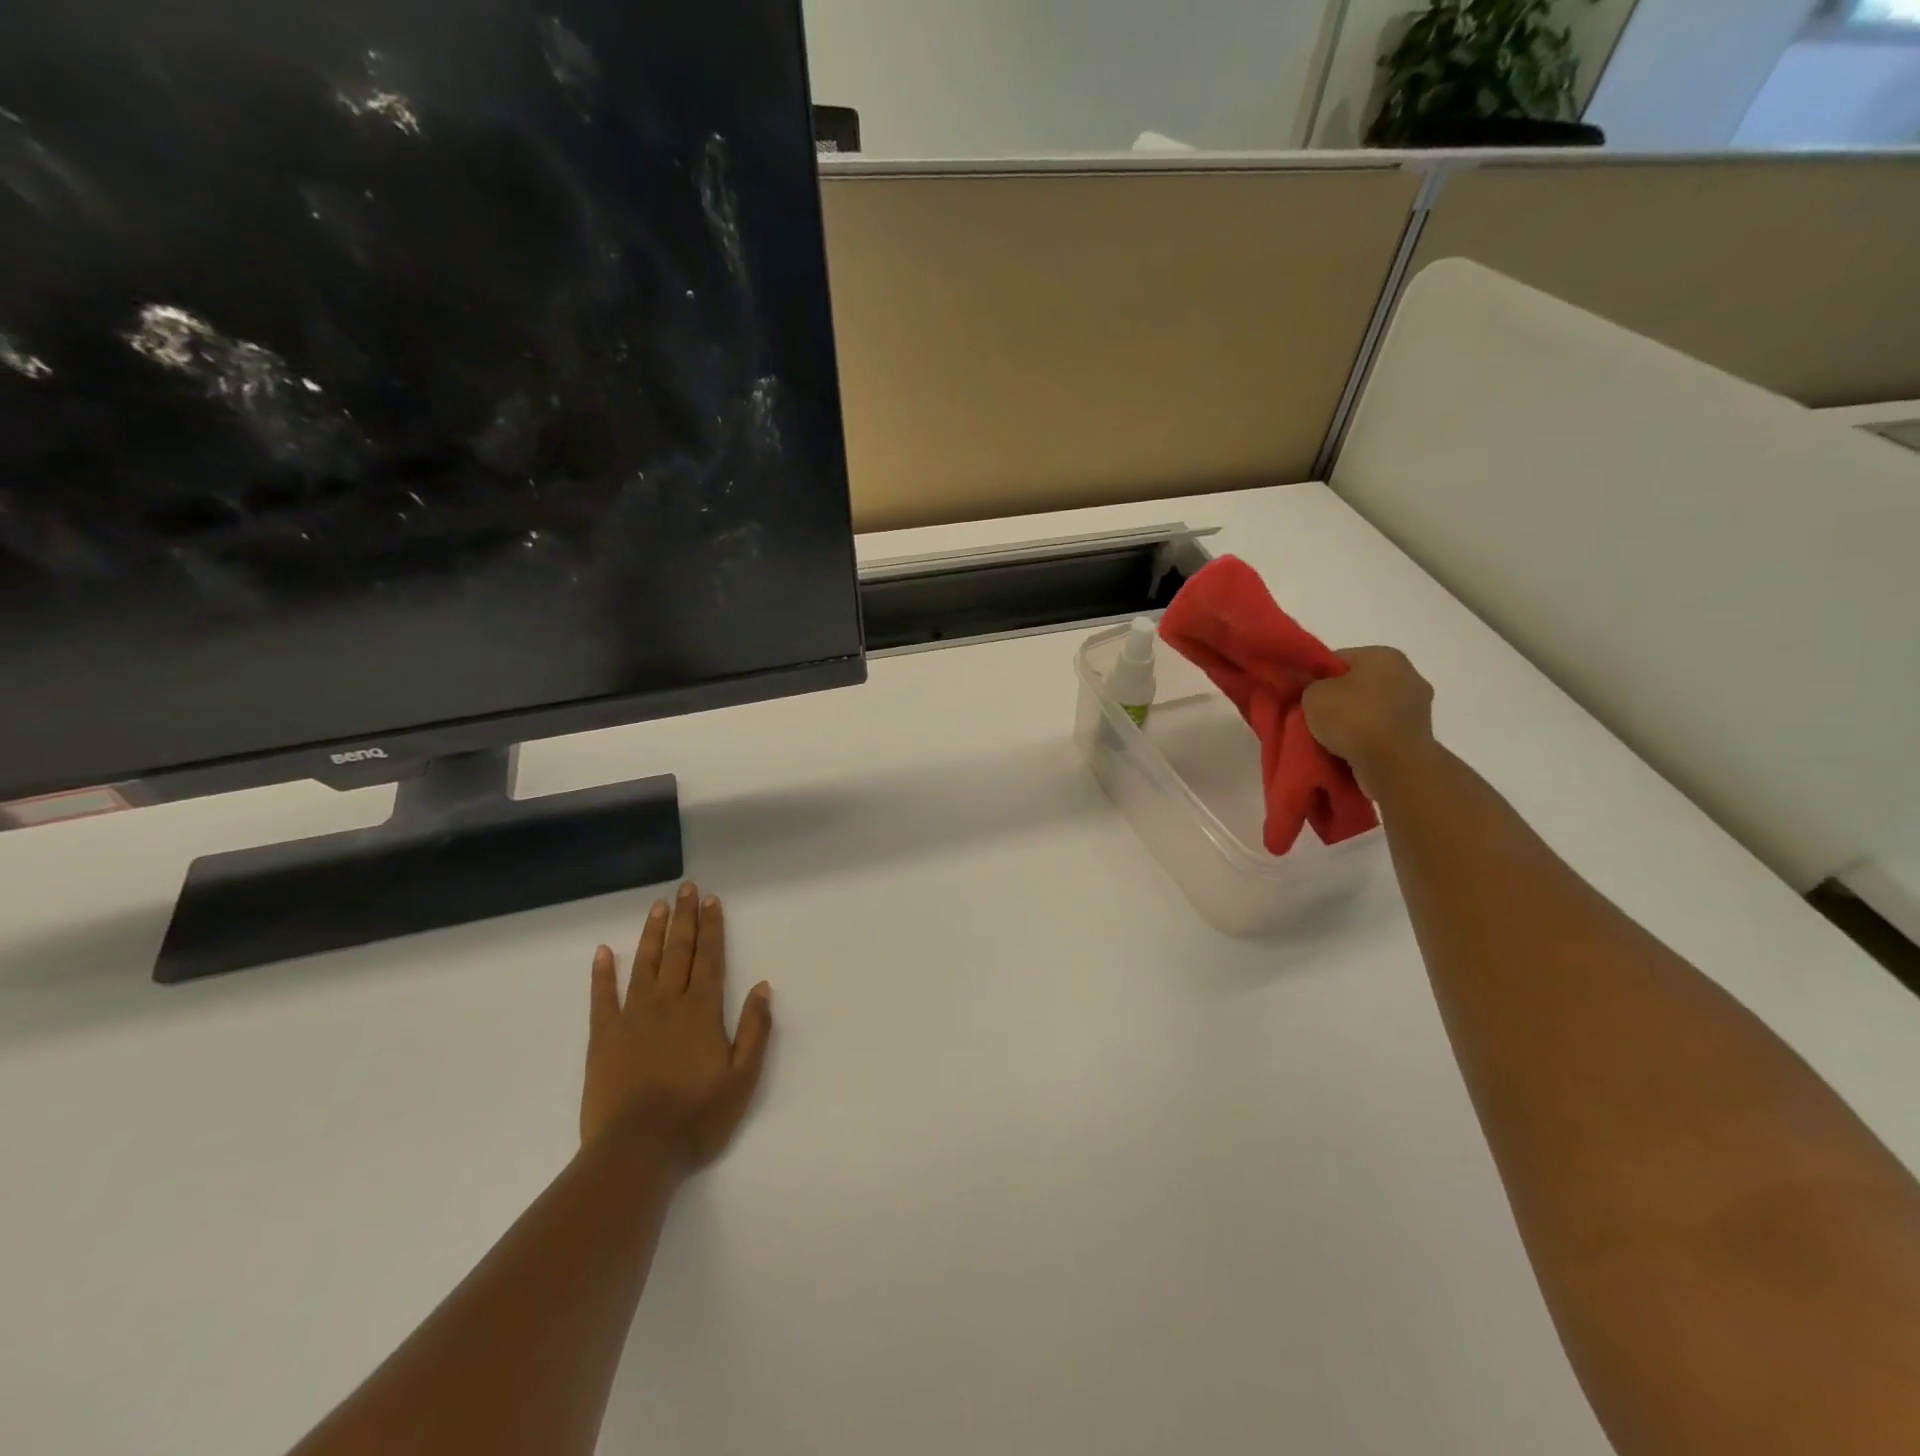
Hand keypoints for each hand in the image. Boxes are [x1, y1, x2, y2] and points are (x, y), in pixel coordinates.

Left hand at [582, 883, 772, 1175]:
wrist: (637, 1151)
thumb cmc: (697, 1117)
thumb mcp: (743, 1078)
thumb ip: (755, 1030)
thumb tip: (763, 987)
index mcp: (702, 1011)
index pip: (710, 959)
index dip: (712, 928)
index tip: (712, 900)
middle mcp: (668, 1004)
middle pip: (679, 952)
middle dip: (685, 918)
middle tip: (686, 888)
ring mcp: (633, 1018)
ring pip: (644, 965)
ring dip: (652, 933)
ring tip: (657, 906)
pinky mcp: (604, 1037)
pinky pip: (602, 998)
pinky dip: (602, 973)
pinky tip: (603, 952)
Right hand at [1301, 646, 1436, 796]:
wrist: (1394, 763)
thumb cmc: (1353, 718)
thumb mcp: (1313, 695)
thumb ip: (1311, 686)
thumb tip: (1317, 690)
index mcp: (1383, 655)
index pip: (1339, 659)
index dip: (1316, 677)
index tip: (1303, 696)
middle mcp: (1408, 673)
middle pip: (1359, 683)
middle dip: (1339, 699)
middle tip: (1315, 718)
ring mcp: (1418, 706)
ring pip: (1373, 708)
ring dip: (1355, 720)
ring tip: (1331, 739)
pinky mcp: (1420, 734)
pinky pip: (1383, 730)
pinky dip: (1369, 738)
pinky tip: (1351, 750)